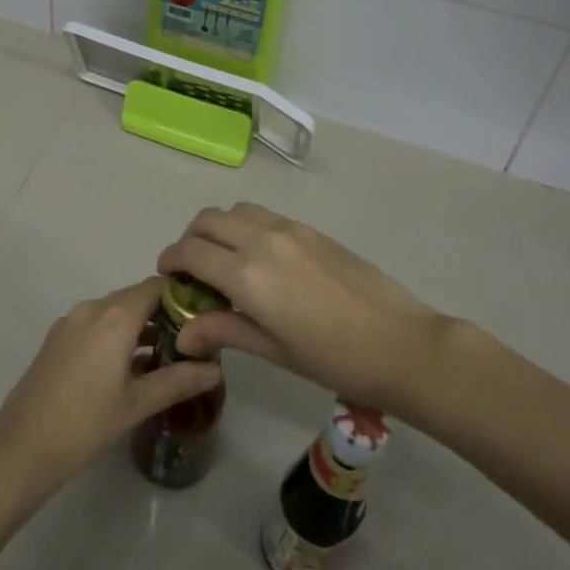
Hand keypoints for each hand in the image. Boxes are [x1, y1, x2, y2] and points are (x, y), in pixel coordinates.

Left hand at [0, 277, 221, 497]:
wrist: (22, 446)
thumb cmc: (86, 424)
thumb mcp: (137, 404)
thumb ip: (178, 381)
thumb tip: (216, 370)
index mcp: (115, 316)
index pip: (156, 286)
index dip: (181, 295)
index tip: (202, 315)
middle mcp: (93, 307)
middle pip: (136, 297)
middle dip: (163, 314)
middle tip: (190, 340)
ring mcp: (71, 320)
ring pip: (115, 311)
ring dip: (140, 326)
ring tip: (165, 355)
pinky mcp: (58, 337)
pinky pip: (96, 323)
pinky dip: (116, 334)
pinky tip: (130, 366)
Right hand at [158, 202, 451, 418]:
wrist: (401, 343)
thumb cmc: (333, 358)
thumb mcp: (273, 350)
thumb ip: (224, 331)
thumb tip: (183, 333)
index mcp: (246, 273)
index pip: (190, 251)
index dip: (171, 260)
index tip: (167, 277)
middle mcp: (261, 239)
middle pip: (207, 220)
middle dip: (190, 240)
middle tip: (192, 270)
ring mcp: (288, 229)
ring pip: (236, 210)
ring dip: (219, 228)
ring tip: (225, 260)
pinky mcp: (310, 229)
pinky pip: (264, 215)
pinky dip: (246, 226)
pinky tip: (260, 259)